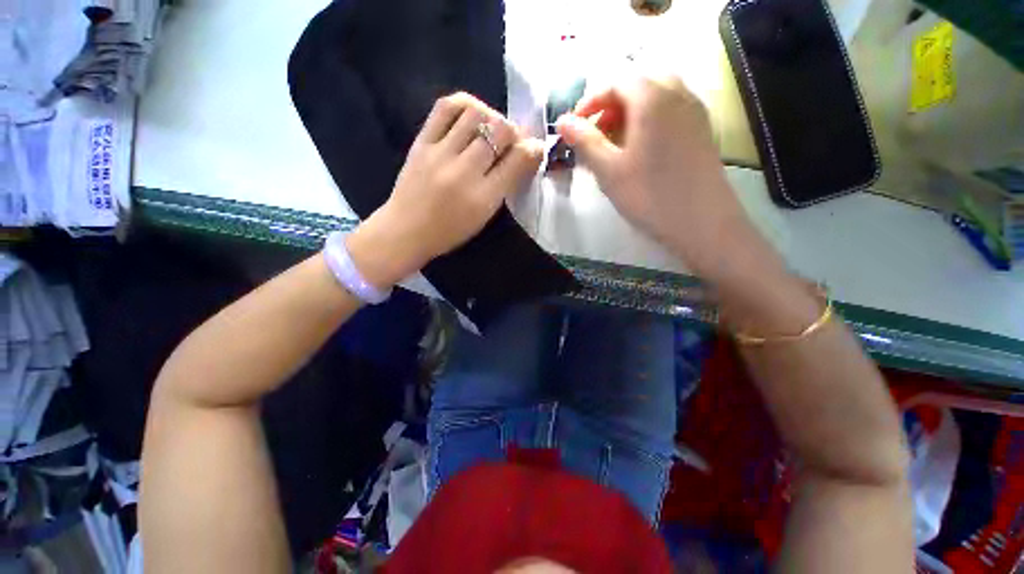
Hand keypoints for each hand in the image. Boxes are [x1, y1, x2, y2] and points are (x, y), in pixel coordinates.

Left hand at [347, 93, 544, 287]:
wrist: (406, 231)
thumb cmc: (450, 232)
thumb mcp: (484, 217)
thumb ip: (505, 186)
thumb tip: (525, 156)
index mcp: (483, 198)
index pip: (517, 161)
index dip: (533, 149)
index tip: (536, 147)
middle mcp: (464, 172)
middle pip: (499, 132)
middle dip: (514, 131)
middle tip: (513, 140)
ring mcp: (440, 153)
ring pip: (475, 114)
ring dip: (492, 116)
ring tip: (492, 127)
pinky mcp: (421, 142)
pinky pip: (445, 108)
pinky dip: (464, 104)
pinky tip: (471, 113)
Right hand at [556, 76, 755, 278]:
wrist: (701, 222)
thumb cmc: (649, 195)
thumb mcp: (608, 170)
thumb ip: (584, 141)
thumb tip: (562, 121)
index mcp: (652, 98)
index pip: (616, 80)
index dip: (591, 100)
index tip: (576, 126)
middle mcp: (677, 93)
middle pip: (638, 81)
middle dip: (612, 102)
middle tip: (597, 133)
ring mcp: (694, 110)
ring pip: (657, 93)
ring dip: (631, 109)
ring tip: (616, 141)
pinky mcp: (701, 128)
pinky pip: (671, 108)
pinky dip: (650, 117)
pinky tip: (641, 148)